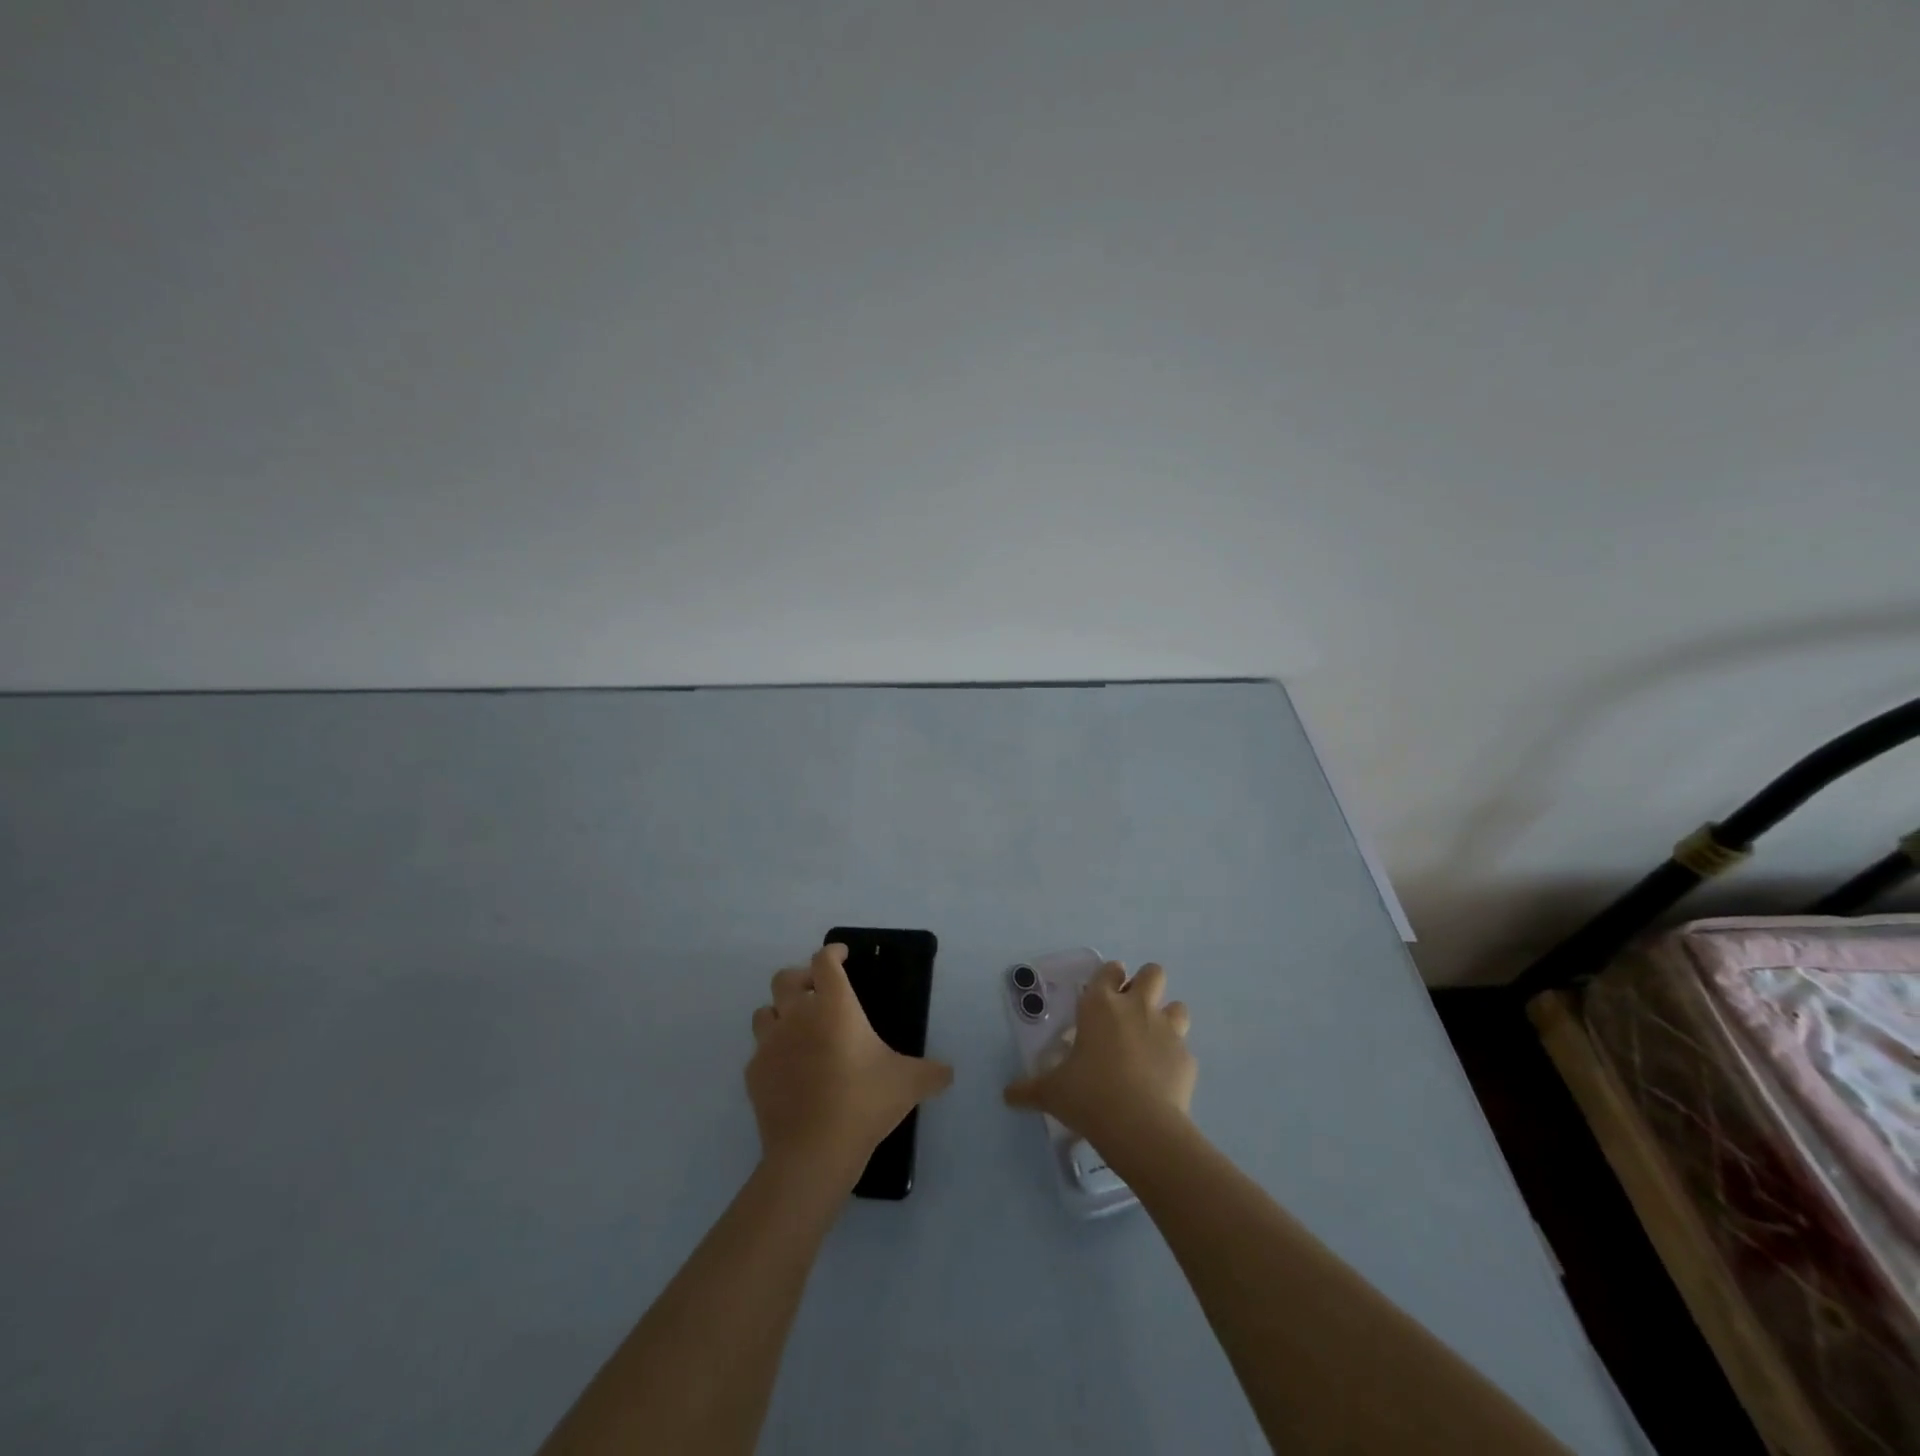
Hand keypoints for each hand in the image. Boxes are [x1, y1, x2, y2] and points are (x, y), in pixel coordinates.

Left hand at [746, 944, 953, 1189]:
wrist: (813, 1152)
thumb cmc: (863, 1102)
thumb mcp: (908, 1083)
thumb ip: (932, 1073)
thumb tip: (949, 1072)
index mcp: (833, 1006)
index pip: (824, 961)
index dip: (832, 952)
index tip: (842, 955)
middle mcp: (797, 1015)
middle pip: (785, 978)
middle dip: (801, 978)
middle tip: (818, 991)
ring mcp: (770, 1044)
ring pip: (765, 1012)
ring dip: (780, 1013)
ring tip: (799, 1029)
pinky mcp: (754, 1074)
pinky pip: (759, 1052)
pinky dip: (773, 1053)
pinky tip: (789, 1070)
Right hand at [1002, 960, 1194, 1151]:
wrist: (1140, 1125)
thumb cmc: (1088, 1095)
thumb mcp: (1051, 1092)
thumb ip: (1029, 1089)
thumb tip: (1007, 1095)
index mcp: (1100, 1005)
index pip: (1109, 970)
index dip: (1109, 977)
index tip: (1105, 991)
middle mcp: (1136, 1007)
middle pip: (1153, 973)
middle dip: (1145, 984)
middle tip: (1131, 1011)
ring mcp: (1167, 1030)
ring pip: (1177, 1006)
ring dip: (1167, 1017)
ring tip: (1152, 1041)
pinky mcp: (1187, 1058)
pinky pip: (1184, 1049)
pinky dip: (1174, 1058)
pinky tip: (1163, 1078)